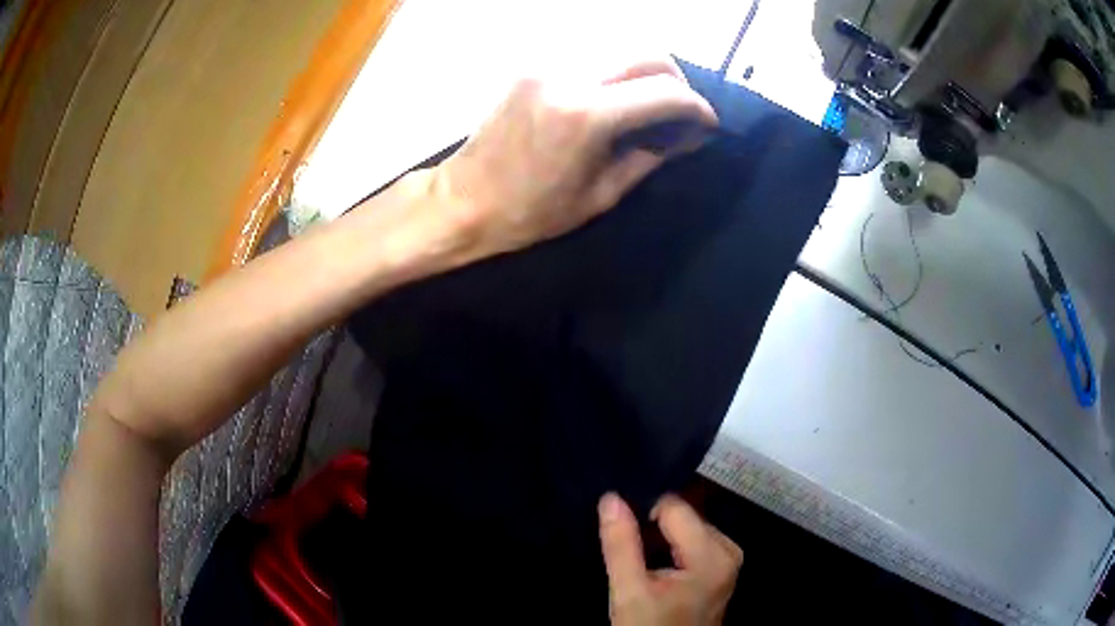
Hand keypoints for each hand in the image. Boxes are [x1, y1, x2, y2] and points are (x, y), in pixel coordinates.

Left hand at [427, 57, 716, 260]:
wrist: (461, 201)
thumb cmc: (530, 213)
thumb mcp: (601, 195)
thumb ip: (652, 156)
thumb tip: (691, 135)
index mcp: (586, 115)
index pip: (664, 92)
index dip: (697, 108)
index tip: (708, 125)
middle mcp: (567, 76)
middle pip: (647, 54)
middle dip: (677, 81)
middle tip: (682, 113)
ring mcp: (546, 65)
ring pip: (620, 51)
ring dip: (645, 76)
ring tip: (649, 110)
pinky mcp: (532, 66)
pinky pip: (591, 59)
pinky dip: (615, 76)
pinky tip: (614, 104)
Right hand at [598, 492, 742, 625]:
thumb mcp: (629, 592)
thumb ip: (621, 545)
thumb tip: (610, 498)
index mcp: (712, 555)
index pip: (673, 508)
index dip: (643, 517)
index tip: (625, 540)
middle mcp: (728, 550)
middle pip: (683, 517)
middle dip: (654, 531)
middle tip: (635, 560)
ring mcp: (729, 559)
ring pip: (687, 527)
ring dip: (662, 540)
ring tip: (645, 566)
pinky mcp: (723, 567)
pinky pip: (694, 541)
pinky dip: (673, 549)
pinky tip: (659, 570)